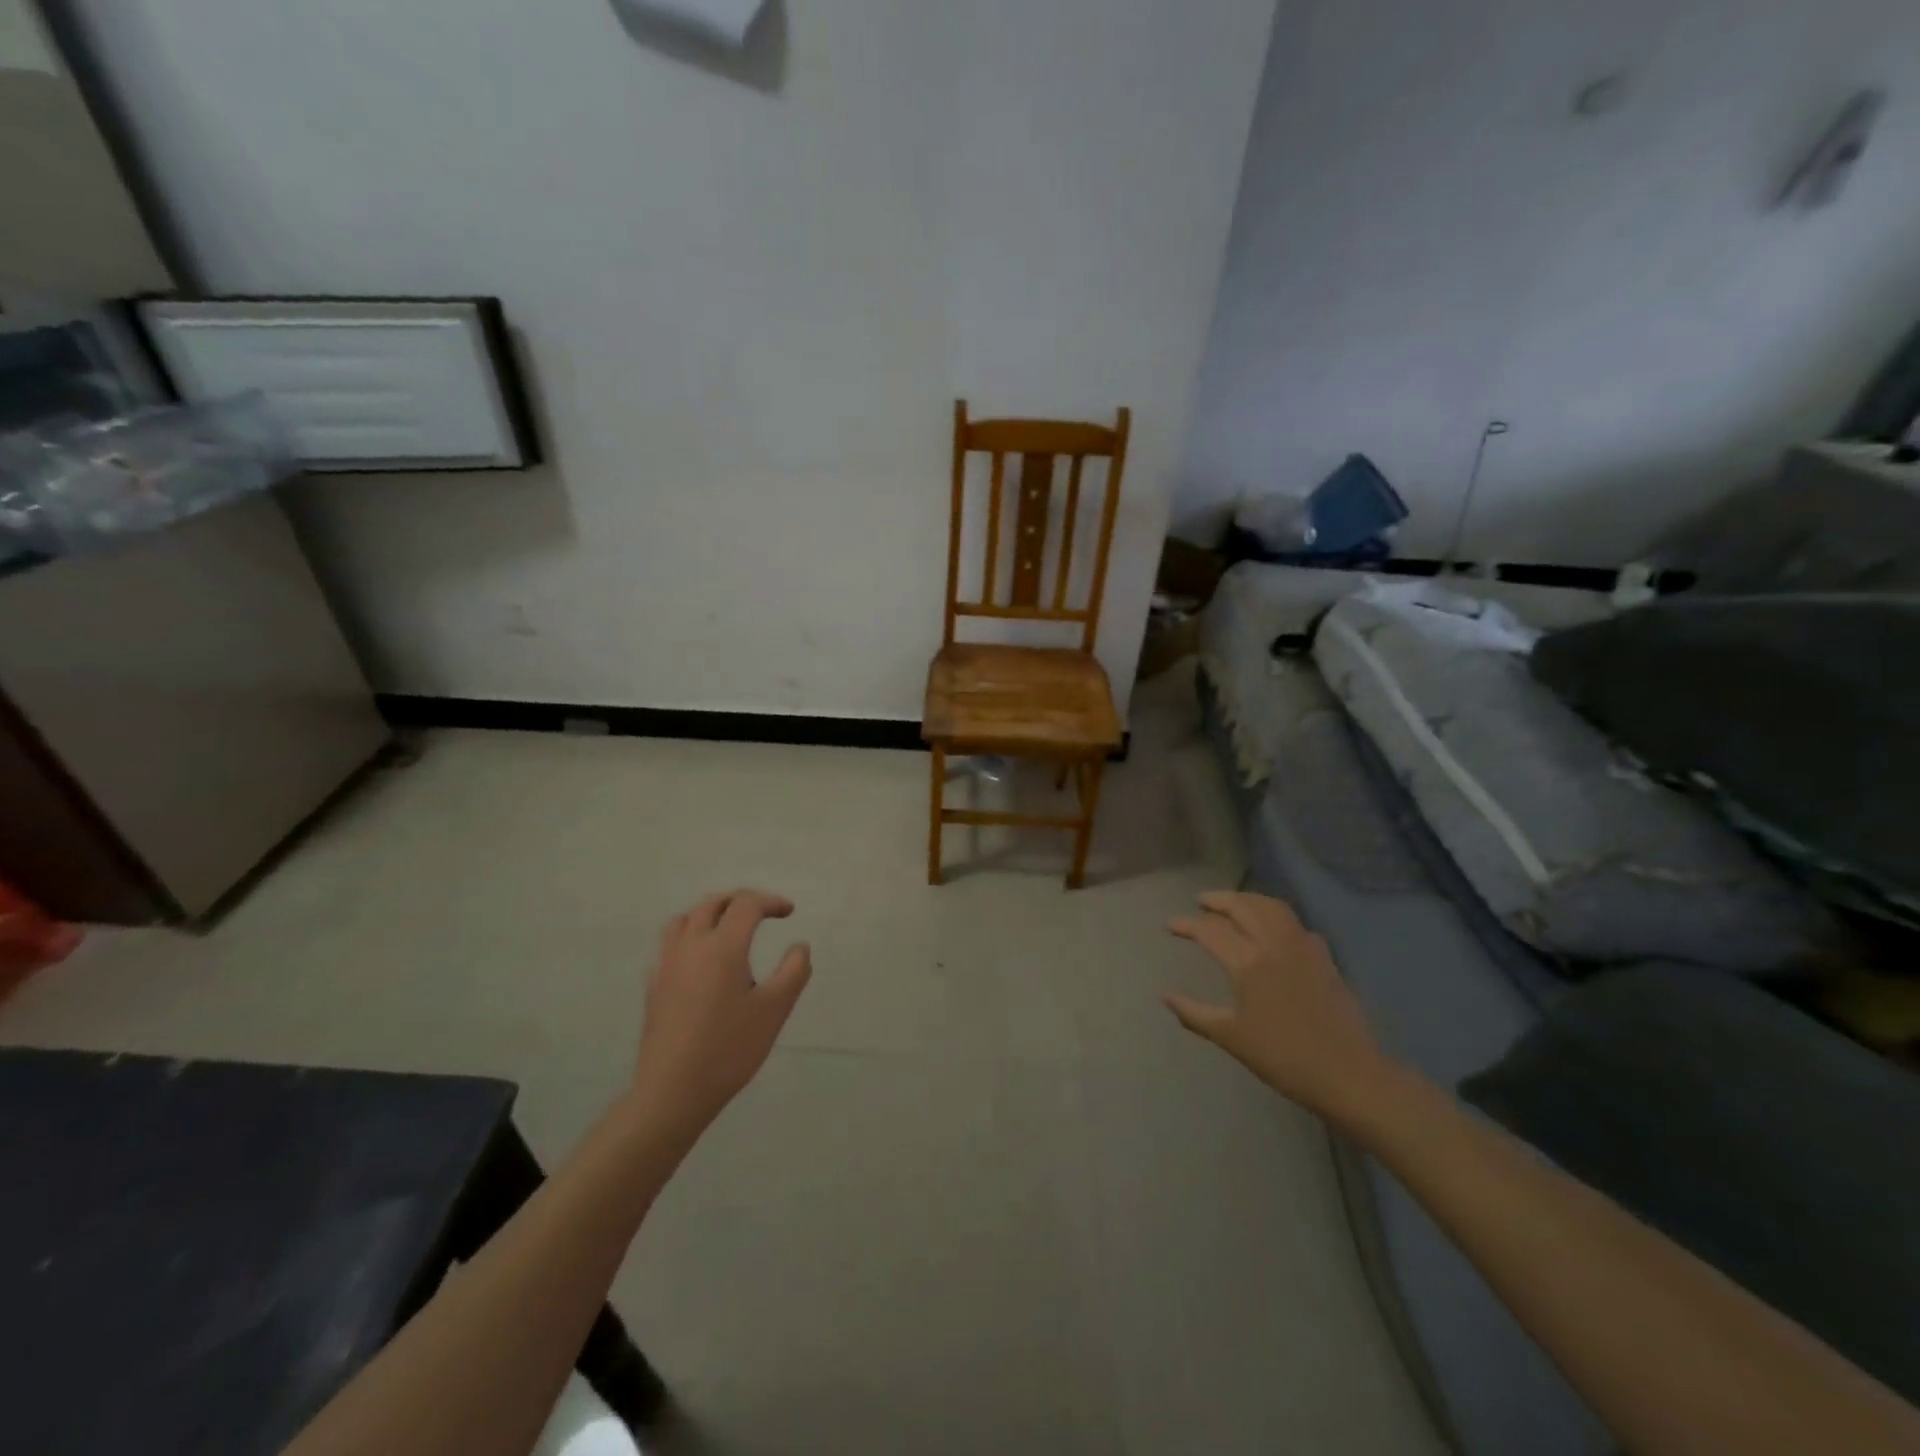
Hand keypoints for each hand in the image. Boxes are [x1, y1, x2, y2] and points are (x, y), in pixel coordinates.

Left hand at [630, 889, 812, 1139]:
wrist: (672, 1092)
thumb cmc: (729, 1049)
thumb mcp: (775, 1011)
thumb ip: (794, 971)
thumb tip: (800, 946)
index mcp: (722, 946)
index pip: (746, 905)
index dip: (770, 902)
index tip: (789, 912)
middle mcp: (691, 946)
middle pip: (712, 904)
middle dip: (740, 900)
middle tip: (763, 912)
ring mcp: (667, 965)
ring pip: (685, 919)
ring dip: (711, 912)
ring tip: (730, 927)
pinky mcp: (654, 985)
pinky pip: (671, 943)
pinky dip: (691, 934)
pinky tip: (702, 959)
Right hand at [1164, 890, 1393, 1114]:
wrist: (1347, 1074)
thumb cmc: (1282, 1058)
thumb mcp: (1231, 1038)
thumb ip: (1194, 1013)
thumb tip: (1164, 995)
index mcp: (1247, 962)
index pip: (1209, 930)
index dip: (1186, 924)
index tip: (1170, 925)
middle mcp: (1274, 944)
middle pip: (1243, 906)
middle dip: (1218, 899)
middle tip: (1201, 901)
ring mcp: (1303, 947)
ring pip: (1273, 908)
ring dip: (1249, 900)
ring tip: (1235, 904)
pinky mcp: (1324, 958)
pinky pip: (1297, 925)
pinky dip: (1278, 918)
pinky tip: (1275, 930)